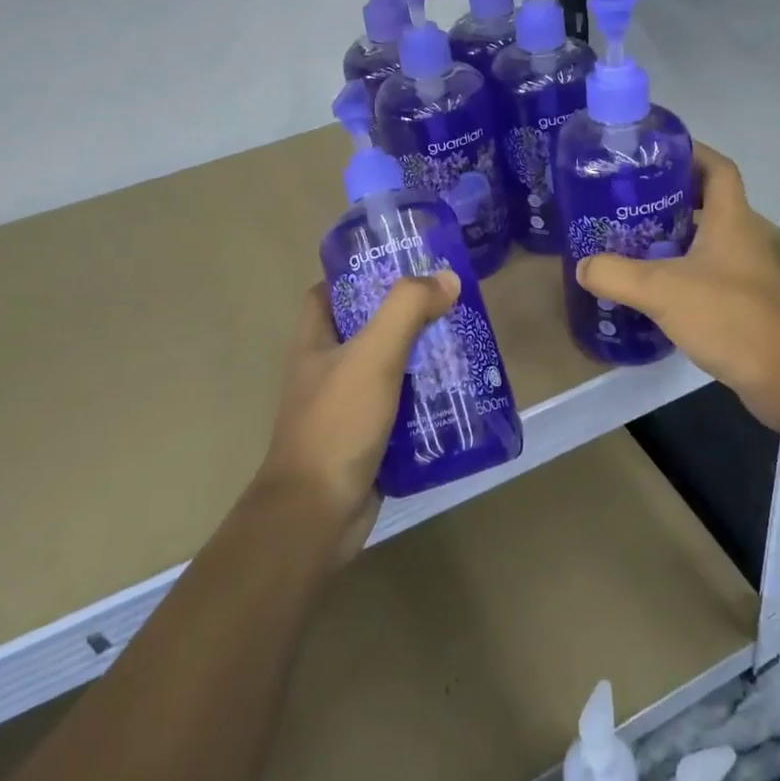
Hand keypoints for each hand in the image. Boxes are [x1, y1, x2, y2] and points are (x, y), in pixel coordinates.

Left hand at [257, 270, 459, 567]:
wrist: (317, 514)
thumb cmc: (338, 423)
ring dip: (422, 360)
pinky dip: (427, 402)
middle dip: (406, 317)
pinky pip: (402, 410)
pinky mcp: (368, 441)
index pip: (329, 292)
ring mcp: (346, 408)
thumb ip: (407, 309)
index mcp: (315, 342)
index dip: (358, 274)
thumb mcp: (373, 355)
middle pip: (367, 329)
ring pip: (389, 371)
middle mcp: (326, 370)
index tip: (401, 266)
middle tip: (449, 306)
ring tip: (464, 345)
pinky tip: (460, 396)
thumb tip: (447, 279)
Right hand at [577, 143, 779, 430]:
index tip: (656, 153)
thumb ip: (617, 275)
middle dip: (670, 198)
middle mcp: (743, 239)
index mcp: (731, 220)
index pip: (718, 168)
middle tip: (628, 203)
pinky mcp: (745, 305)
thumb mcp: (662, 291)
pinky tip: (654, 291)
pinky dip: (682, 274)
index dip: (692, 152)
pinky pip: (708, 276)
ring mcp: (748, 274)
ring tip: (631, 243)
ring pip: (707, 242)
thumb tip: (583, 266)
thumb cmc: (730, 317)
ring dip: (674, 239)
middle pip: (709, 204)